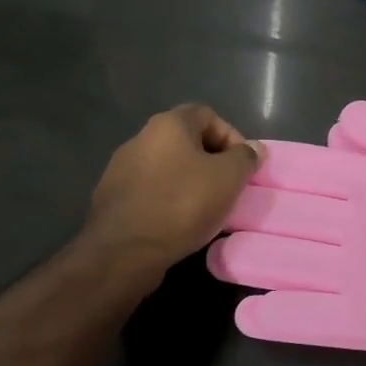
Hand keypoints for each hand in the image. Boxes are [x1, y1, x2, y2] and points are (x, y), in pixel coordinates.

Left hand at [83, 104, 264, 272]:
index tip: (242, 165)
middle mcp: (140, 138)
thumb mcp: (228, 178)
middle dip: (211, 161)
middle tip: (227, 187)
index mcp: (168, 124)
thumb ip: (245, 157)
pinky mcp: (112, 198)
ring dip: (189, 182)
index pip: (208, 115)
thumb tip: (254, 148)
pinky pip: (150, 191)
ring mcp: (121, 168)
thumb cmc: (182, 204)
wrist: (124, 251)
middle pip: (186, 141)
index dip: (231, 136)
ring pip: (167, 167)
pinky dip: (168, 200)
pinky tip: (178, 223)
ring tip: (205, 208)